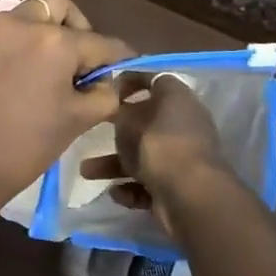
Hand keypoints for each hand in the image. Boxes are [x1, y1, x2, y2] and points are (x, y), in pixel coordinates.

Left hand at [0, 0, 133, 210]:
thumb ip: (103, 95)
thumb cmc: (23, 145)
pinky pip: (2, 36)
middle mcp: (19, 23)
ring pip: (27, 16)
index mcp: (53, 40)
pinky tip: (19, 81)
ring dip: (45, 34)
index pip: (100, 42)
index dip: (119, 58)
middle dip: (77, 28)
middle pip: (58, 7)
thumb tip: (110, 83)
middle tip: (81, 63)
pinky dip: (18, 47)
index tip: (127, 68)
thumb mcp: (75, 121)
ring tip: (50, 72)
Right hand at [85, 72, 231, 229]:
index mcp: (178, 100)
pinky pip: (149, 182)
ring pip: (143, 156)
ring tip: (86, 172)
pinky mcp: (178, 186)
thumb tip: (119, 110)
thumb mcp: (129, 120)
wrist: (189, 195)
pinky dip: (131, 187)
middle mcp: (184, 126)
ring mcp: (182, 158)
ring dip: (114, 164)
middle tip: (94, 131)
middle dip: (118, 131)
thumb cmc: (158, 145)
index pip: (154, 80)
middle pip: (146, 122)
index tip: (106, 89)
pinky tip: (116, 192)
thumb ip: (120, 111)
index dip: (130, 81)